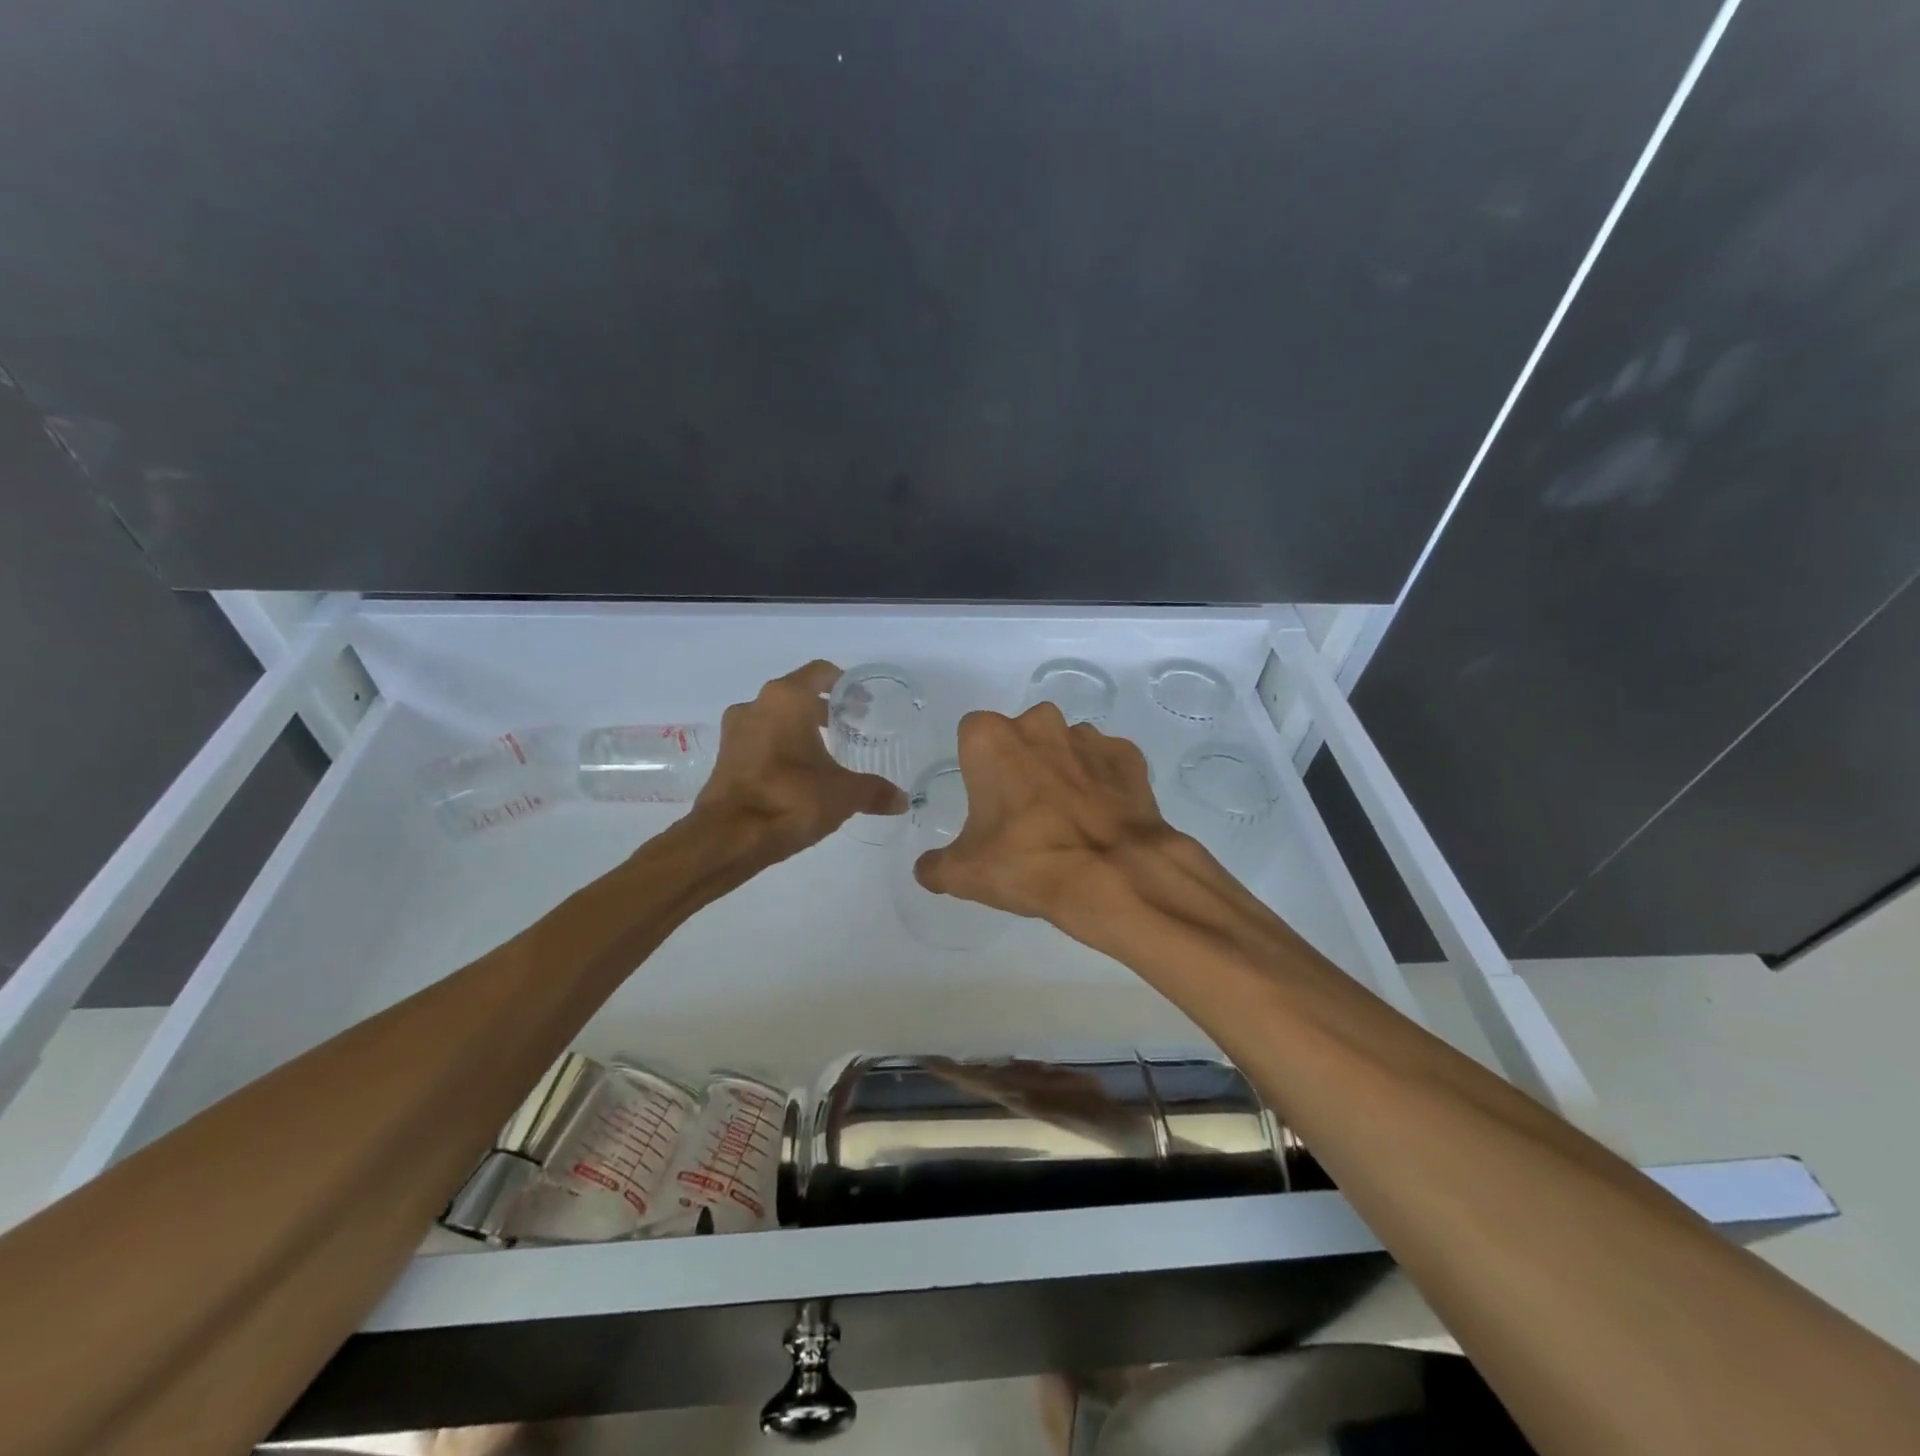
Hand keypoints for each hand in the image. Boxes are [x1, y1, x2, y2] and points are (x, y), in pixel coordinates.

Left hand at [692, 660, 905, 859]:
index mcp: (786, 699)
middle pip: (796, 694)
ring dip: (799, 729)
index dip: (845, 684)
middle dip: (823, 709)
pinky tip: (799, 773)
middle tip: (850, 727)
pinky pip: (759, 739)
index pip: (820, 673)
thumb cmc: (790, 799)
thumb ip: (874, 791)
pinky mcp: (724, 756)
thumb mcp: (843, 794)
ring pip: (775, 717)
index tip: (862, 703)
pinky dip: (780, 747)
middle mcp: (756, 705)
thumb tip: (902, 800)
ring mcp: (735, 730)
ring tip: (825, 752)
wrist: (729, 837)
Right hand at [913, 704, 1177, 931]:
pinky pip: (1105, 763)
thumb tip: (926, 869)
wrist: (1113, 876)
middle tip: (1022, 812)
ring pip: (1064, 746)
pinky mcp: (1127, 756)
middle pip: (1020, 736)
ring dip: (1061, 771)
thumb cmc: (1027, 862)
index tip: (984, 800)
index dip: (976, 766)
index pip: (971, 735)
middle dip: (1020, 763)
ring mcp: (1088, 737)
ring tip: (1065, 819)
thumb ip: (936, 866)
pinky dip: (1101, 783)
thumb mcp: (964, 873)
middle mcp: (1039, 724)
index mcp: (991, 739)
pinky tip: (1100, 818)